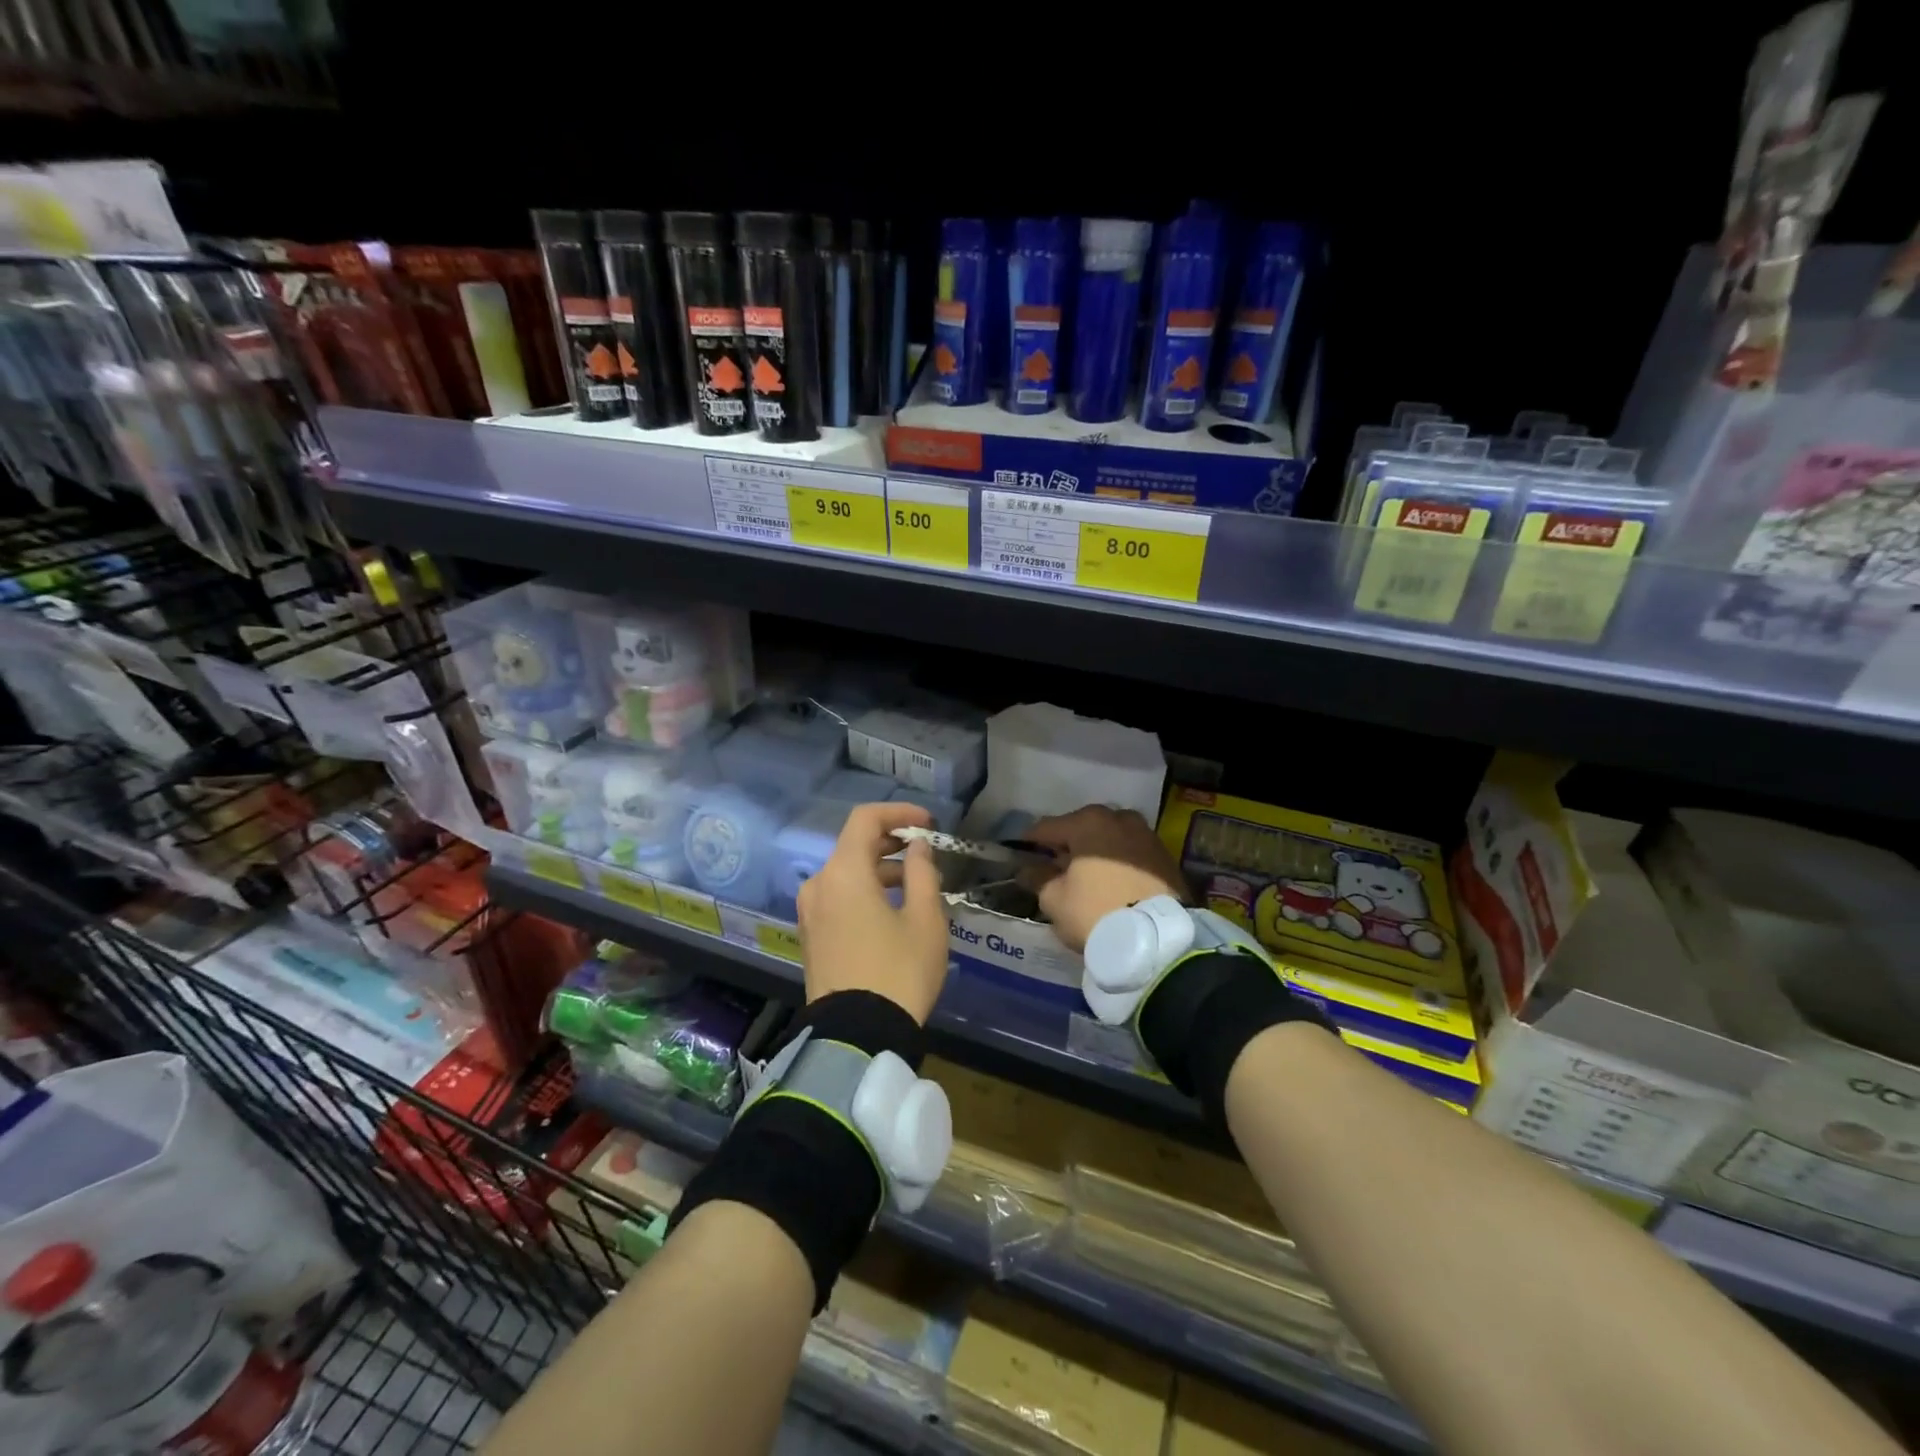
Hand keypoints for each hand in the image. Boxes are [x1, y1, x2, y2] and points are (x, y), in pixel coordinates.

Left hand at [796, 802, 948, 1023]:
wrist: (857, 1037)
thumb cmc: (899, 972)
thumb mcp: (925, 920)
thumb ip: (922, 873)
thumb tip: (917, 848)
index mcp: (843, 872)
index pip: (865, 819)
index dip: (899, 813)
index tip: (928, 825)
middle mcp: (818, 884)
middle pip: (853, 845)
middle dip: (891, 842)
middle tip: (925, 852)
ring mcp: (809, 912)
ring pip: (845, 873)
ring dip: (878, 869)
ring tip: (915, 886)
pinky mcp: (810, 936)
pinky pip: (837, 897)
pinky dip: (863, 891)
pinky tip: (891, 909)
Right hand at [1024, 805, 1187, 952]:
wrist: (1157, 939)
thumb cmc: (1096, 912)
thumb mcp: (1055, 899)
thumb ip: (1038, 879)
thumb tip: (1029, 870)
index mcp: (1087, 822)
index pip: (1047, 828)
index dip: (1030, 843)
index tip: (1021, 856)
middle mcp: (1118, 818)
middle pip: (1081, 828)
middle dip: (1067, 846)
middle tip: (1055, 869)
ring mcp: (1146, 835)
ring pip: (1110, 838)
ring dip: (1096, 852)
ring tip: (1087, 877)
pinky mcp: (1165, 855)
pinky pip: (1131, 853)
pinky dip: (1119, 862)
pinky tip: (1112, 883)